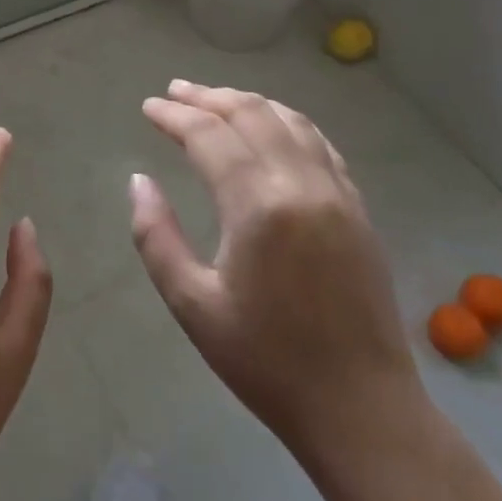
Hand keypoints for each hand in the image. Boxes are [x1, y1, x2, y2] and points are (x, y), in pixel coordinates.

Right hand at [130, 80, 422, 470]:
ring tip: (216, 99)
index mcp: (258, 207)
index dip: (175, 116)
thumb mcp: (191, 304)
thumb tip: (140, 181)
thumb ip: (156, 236)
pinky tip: (272, 127)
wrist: (361, 409)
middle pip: (252, 115)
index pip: (210, 136)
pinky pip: (321, 145)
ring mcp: (338, 195)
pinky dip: (288, 123)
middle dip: (209, 97)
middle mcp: (302, 186)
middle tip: (175, 91)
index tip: (148, 107)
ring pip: (291, 122)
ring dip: (249, 102)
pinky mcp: (358, 211)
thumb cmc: (265, 361)